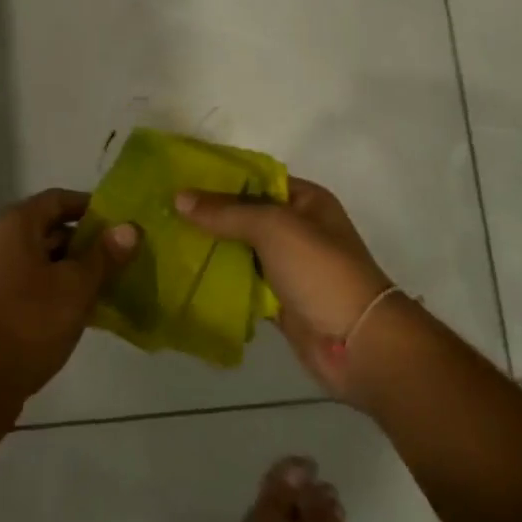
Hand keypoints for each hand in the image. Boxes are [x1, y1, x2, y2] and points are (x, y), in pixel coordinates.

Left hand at [0, 188, 139, 409]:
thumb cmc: (30, 321)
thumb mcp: (76, 287)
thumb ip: (104, 255)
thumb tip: (130, 228)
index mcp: (15, 223)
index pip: (59, 199)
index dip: (91, 207)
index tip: (120, 224)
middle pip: (49, 227)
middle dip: (85, 241)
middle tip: (120, 257)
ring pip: (41, 257)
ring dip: (72, 267)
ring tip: (108, 284)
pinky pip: (30, 280)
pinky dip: (55, 286)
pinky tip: (82, 308)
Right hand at [174, 178, 392, 400]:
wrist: (358, 343)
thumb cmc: (320, 270)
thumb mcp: (273, 227)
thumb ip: (225, 212)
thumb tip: (179, 198)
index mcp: (305, 201)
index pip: (255, 179)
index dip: (219, 178)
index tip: (178, 178)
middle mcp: (297, 229)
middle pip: (245, 215)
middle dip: (208, 214)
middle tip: (162, 210)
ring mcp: (288, 266)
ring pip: (240, 250)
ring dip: (210, 248)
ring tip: (164, 238)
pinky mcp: (279, 300)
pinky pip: (242, 283)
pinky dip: (219, 280)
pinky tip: (184, 274)